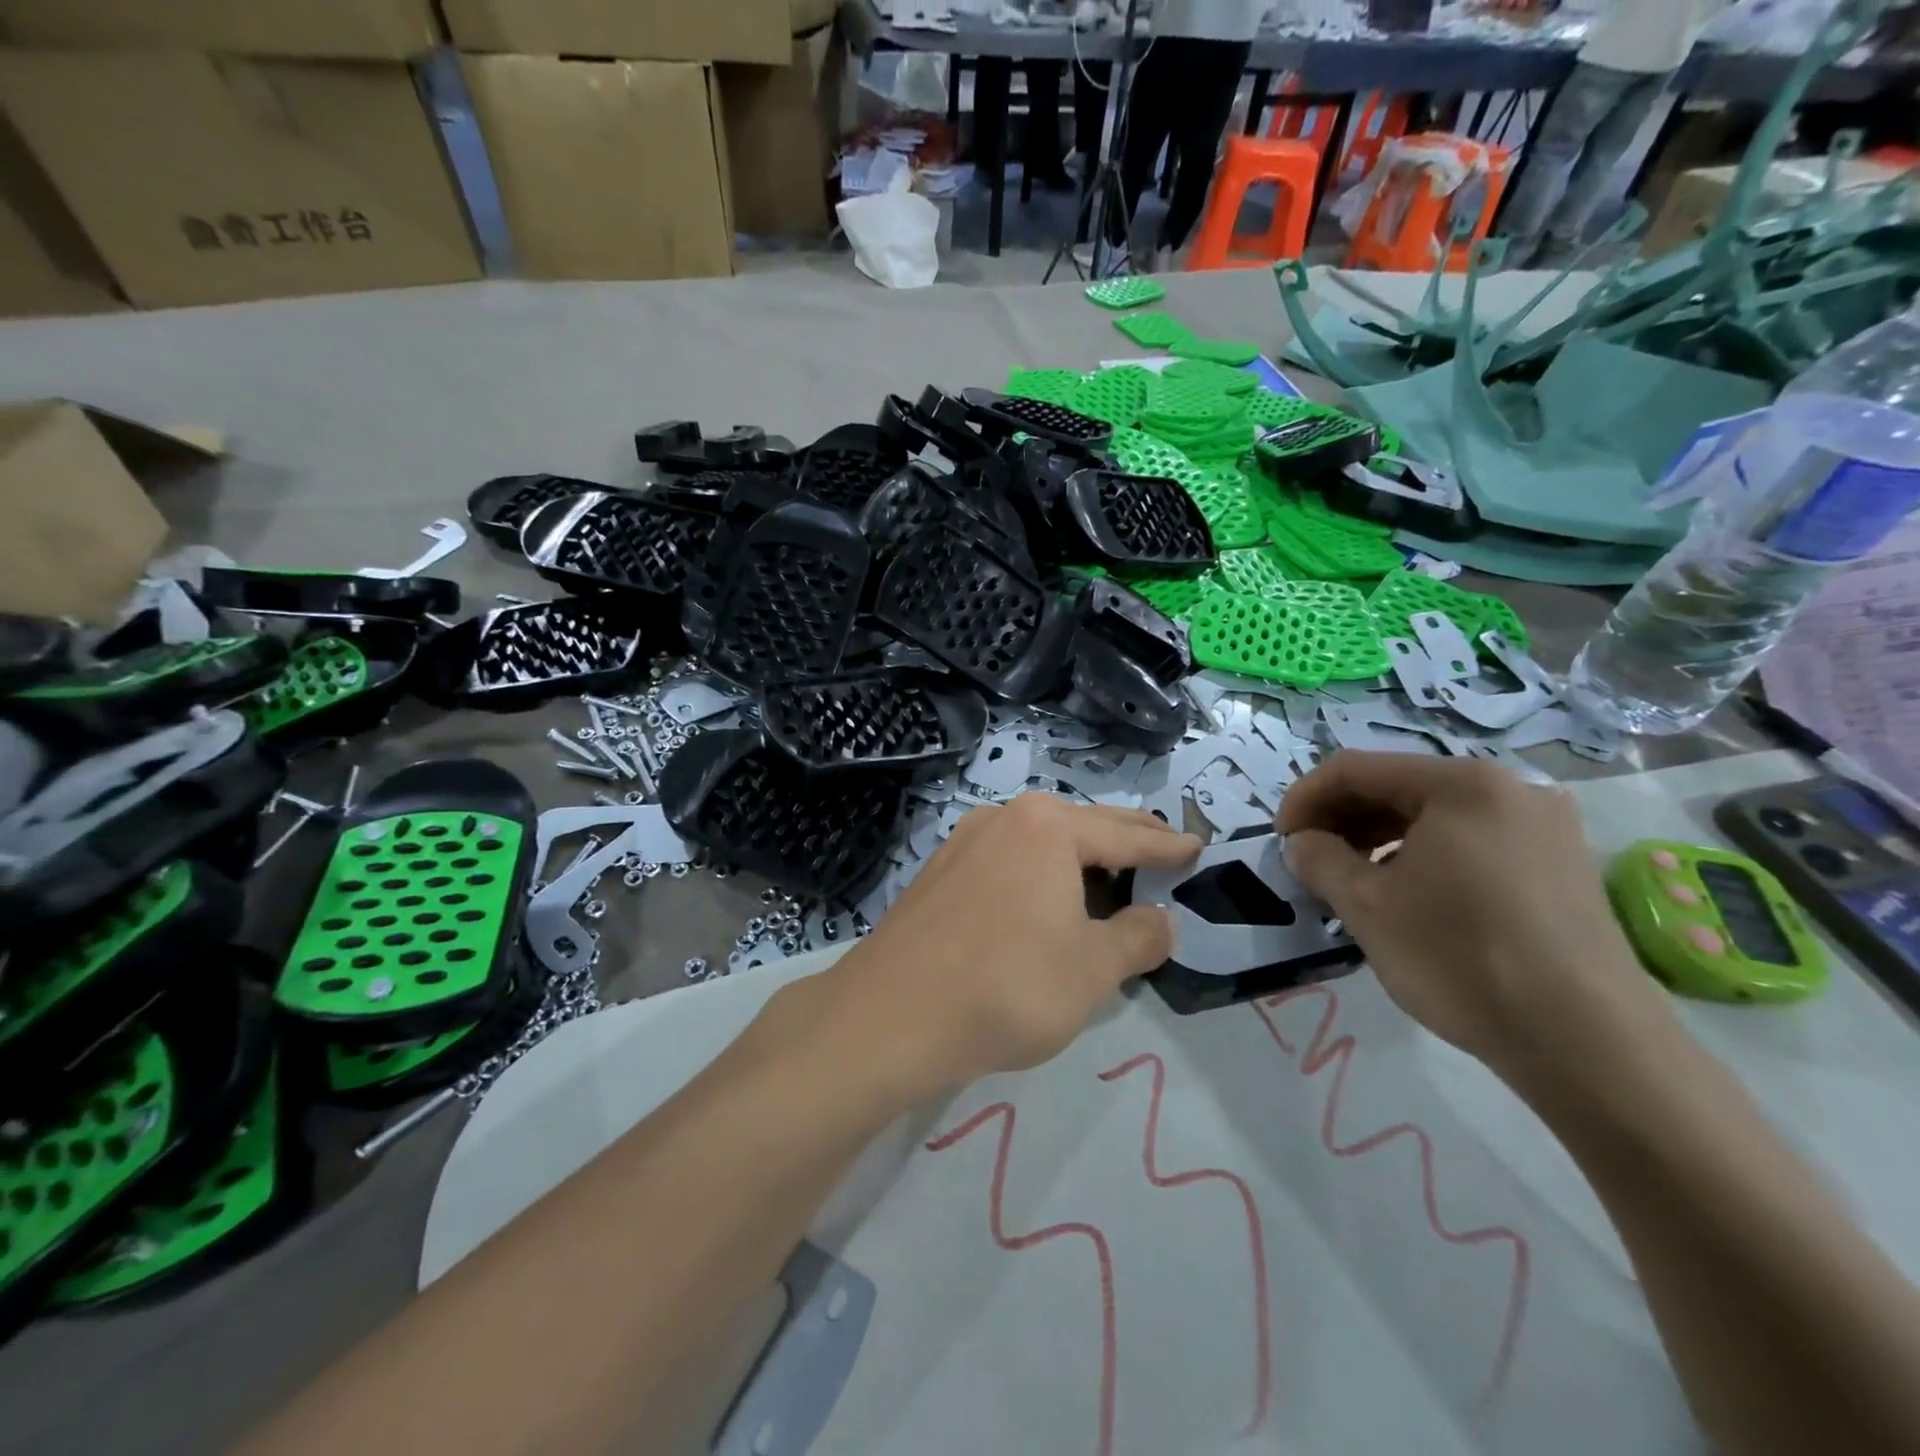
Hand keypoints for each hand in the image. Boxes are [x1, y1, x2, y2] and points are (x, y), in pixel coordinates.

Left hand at [821, 795, 1199, 1097]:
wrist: (892, 1013)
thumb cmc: (1008, 985)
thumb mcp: (1093, 969)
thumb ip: (1138, 938)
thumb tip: (1162, 920)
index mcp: (1048, 828)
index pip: (1126, 835)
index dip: (1167, 846)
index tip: (1196, 847)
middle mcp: (1005, 819)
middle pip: (1082, 826)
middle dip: (1125, 839)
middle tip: (1162, 848)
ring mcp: (965, 842)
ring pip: (1040, 841)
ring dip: (1079, 858)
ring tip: (1109, 879)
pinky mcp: (939, 872)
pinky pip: (1007, 860)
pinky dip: (1039, 873)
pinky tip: (1044, 901)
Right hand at [1277, 752, 1673, 1086]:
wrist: (1590, 1044)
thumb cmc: (1461, 958)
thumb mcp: (1366, 906)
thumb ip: (1319, 860)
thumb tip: (1301, 843)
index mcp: (1461, 784)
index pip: (1355, 769)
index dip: (1304, 799)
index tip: (1281, 841)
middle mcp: (1510, 788)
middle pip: (1398, 786)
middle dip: (1342, 819)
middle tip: (1311, 862)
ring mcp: (1544, 826)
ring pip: (1435, 814)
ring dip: (1379, 838)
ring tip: (1353, 881)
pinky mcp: (1562, 865)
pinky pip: (1472, 840)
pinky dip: (1425, 855)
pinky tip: (1409, 895)